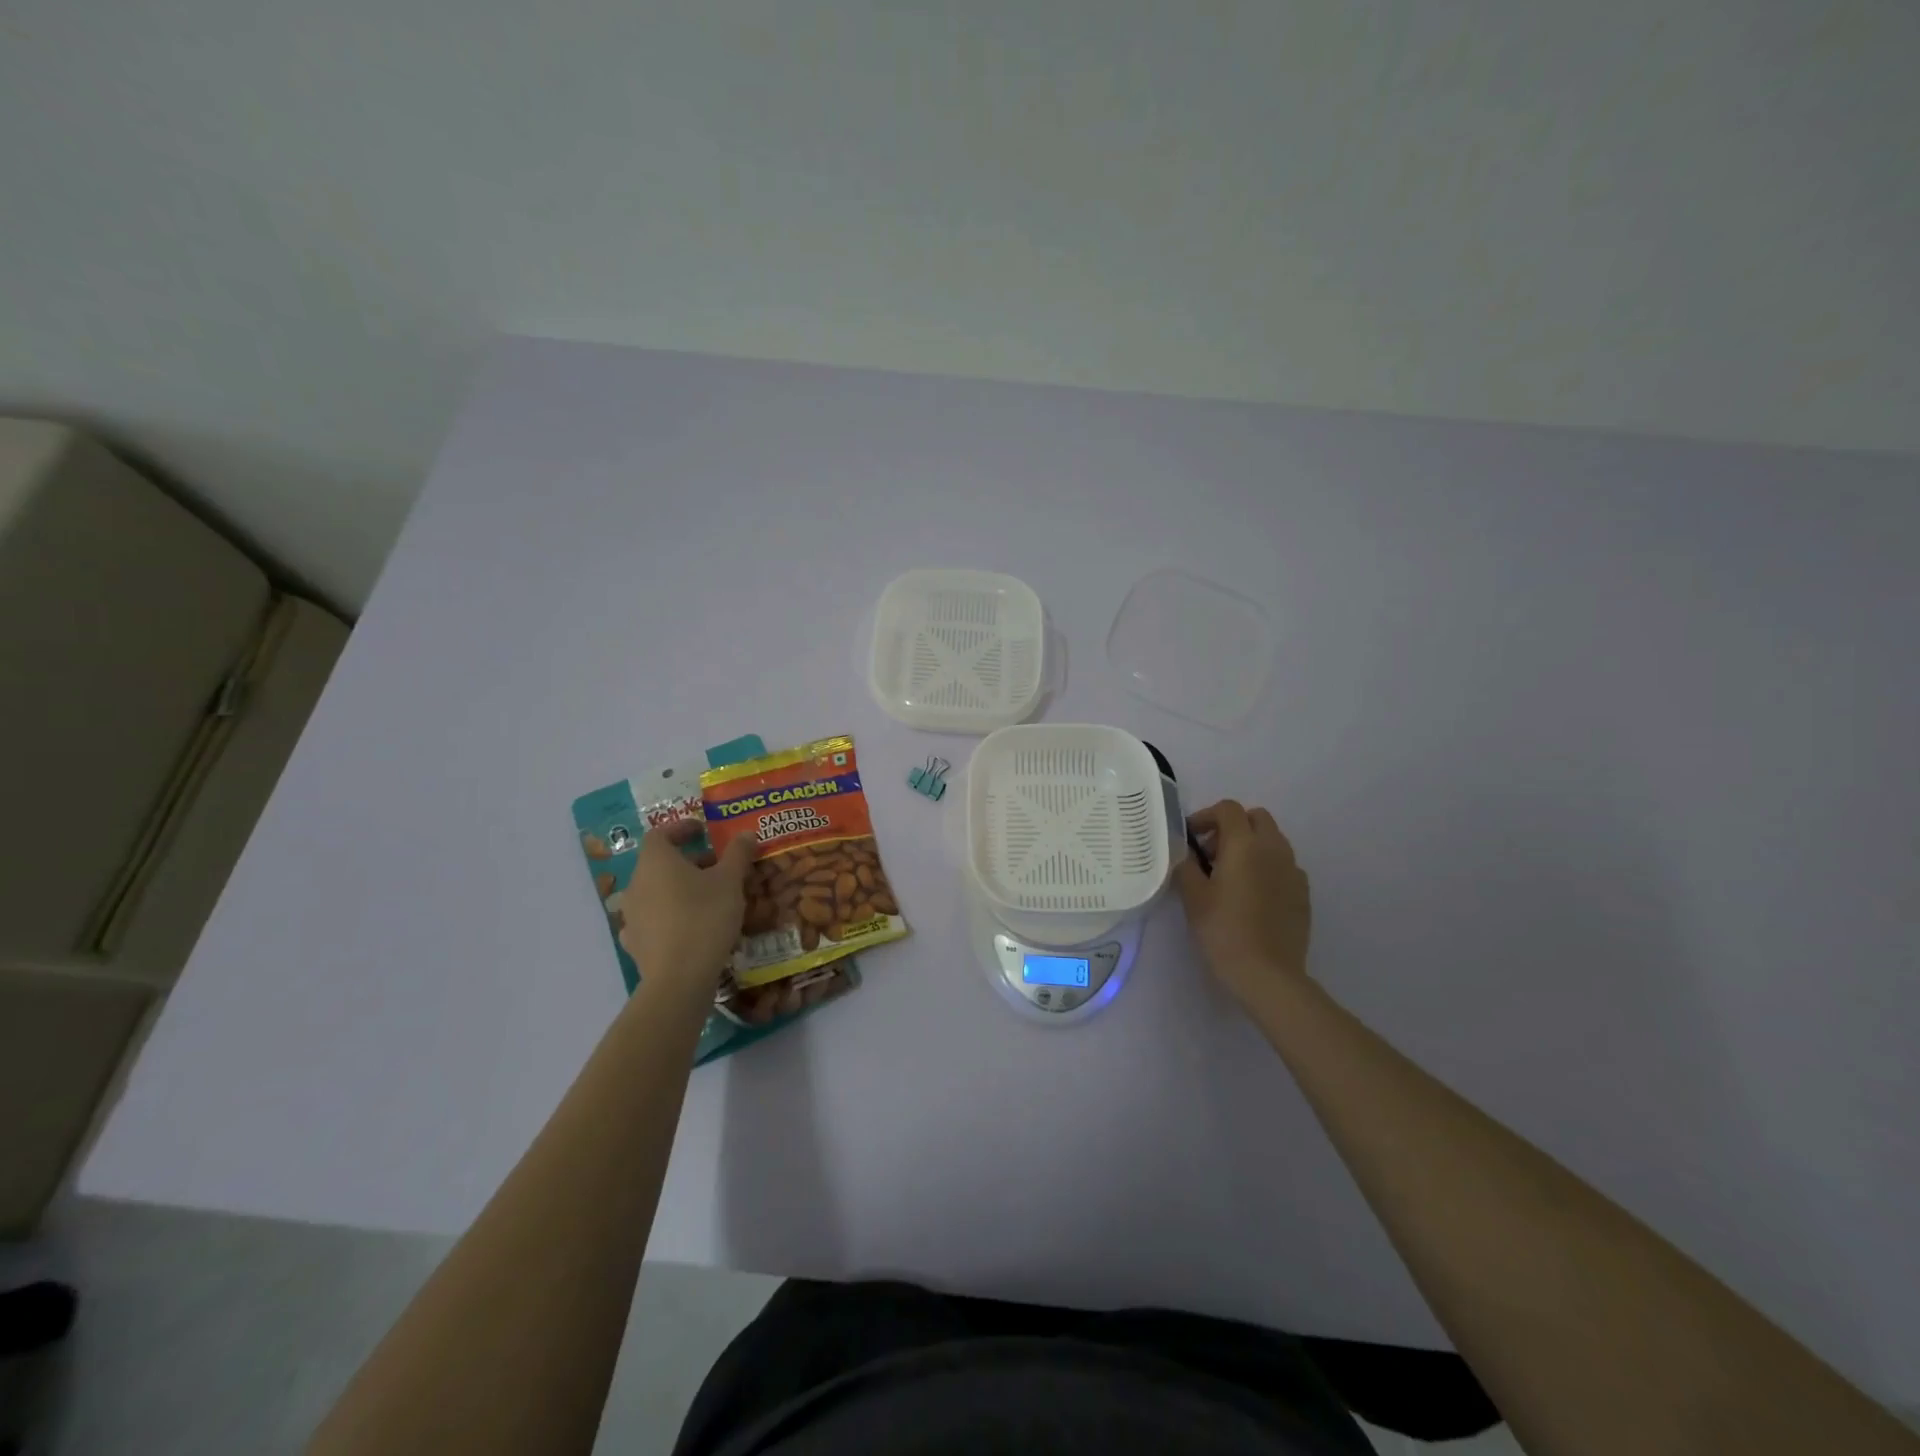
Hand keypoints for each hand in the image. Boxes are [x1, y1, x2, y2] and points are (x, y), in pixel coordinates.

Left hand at [616, 820, 754, 990]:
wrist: (679, 978)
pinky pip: (652, 919)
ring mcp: (631, 915)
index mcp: (655, 861)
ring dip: (679, 889)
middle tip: (718, 867)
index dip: (681, 829)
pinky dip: (670, 916)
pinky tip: (689, 926)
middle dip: (689, 861)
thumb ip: (738, 853)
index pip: (660, 834)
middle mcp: (636, 883)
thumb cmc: (705, 917)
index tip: (703, 831)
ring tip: (709, 897)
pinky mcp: (635, 942)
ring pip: (656, 891)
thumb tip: (746, 833)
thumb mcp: (731, 881)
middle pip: (660, 863)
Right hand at [1175, 800, 1310, 1007]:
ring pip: (1273, 840)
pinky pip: (1283, 865)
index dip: (1206, 816)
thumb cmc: (1223, 930)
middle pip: (1256, 818)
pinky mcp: (1303, 892)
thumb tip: (1185, 851)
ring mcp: (1293, 870)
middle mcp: (1274, 848)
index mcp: (1245, 844)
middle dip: (1232, 826)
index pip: (1228, 809)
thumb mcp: (1193, 896)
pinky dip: (1267, 866)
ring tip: (1231, 875)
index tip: (1191, 838)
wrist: (1268, 973)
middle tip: (1212, 853)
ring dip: (1251, 845)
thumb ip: (1186, 865)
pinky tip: (1252, 895)